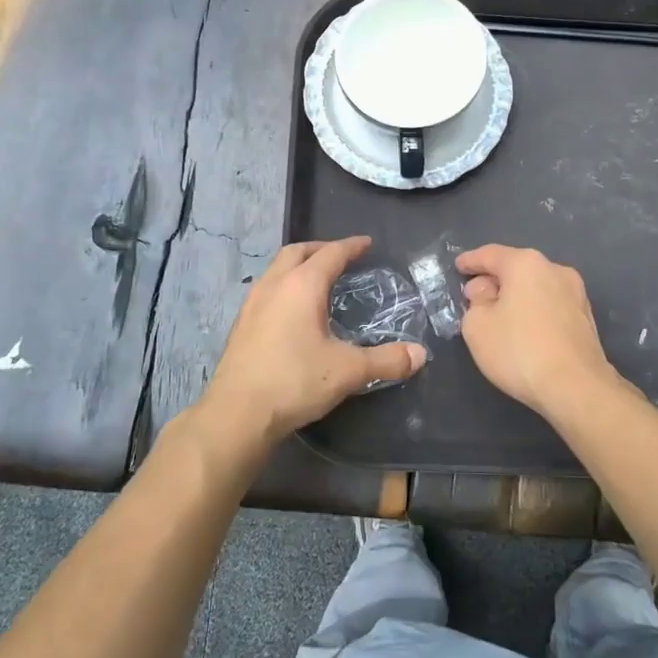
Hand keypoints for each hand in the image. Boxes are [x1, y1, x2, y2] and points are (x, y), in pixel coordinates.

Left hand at [203, 237, 426, 444]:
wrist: (237, 413)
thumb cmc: (294, 381)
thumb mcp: (348, 371)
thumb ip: (386, 360)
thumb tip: (420, 354)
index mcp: (302, 286)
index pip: (330, 254)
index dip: (351, 246)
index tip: (366, 243)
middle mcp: (274, 285)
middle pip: (297, 252)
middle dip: (320, 249)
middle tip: (341, 257)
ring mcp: (252, 304)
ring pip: (277, 269)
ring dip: (298, 266)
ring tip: (317, 281)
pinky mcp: (241, 324)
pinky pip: (266, 290)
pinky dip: (284, 286)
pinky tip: (292, 311)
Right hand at [457, 245, 622, 421]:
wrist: (577, 388)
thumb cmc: (519, 351)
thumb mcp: (477, 327)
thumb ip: (475, 301)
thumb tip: (486, 291)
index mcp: (526, 264)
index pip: (490, 255)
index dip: (470, 261)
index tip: (458, 267)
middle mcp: (555, 269)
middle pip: (516, 268)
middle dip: (493, 279)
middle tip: (474, 297)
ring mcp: (575, 293)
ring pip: (535, 286)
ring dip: (515, 296)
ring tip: (498, 316)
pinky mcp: (586, 317)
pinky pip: (550, 304)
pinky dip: (533, 309)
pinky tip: (524, 329)